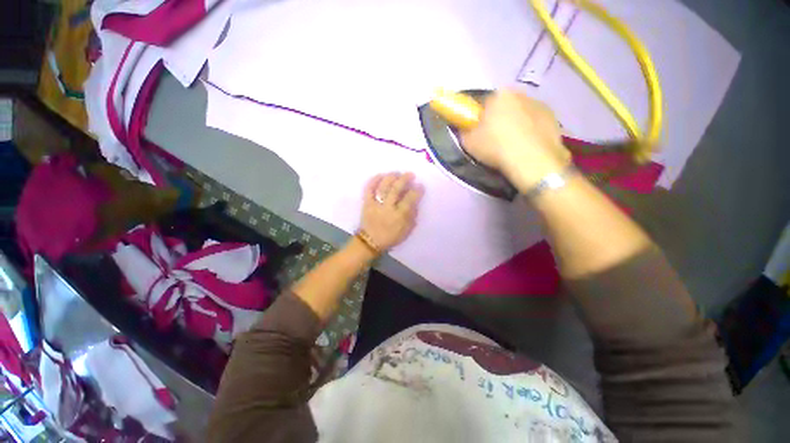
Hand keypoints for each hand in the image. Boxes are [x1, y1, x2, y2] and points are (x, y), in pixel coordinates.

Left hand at [359, 172, 422, 251]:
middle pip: (396, 189)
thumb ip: (412, 216)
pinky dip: (374, 180)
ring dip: (391, 177)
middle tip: (410, 174)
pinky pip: (368, 189)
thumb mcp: (406, 230)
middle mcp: (387, 208)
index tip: (420, 185)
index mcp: (399, 216)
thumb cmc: (391, 237)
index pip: (409, 199)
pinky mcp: (366, 203)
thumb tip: (415, 202)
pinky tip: (381, 175)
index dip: (416, 191)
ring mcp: (375, 204)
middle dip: (404, 179)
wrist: (370, 241)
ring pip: (383, 187)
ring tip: (397, 173)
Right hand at [460, 90, 570, 191]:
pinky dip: (532, 133)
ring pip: (523, 114)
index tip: (479, 130)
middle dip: (500, 119)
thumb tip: (466, 127)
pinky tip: (527, 148)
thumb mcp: (469, 142)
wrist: (531, 161)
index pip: (485, 102)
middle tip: (495, 139)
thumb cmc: (496, 147)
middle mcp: (522, 94)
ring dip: (517, 125)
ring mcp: (541, 106)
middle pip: (506, 106)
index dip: (481, 117)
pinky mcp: (555, 120)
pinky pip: (537, 124)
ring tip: (513, 146)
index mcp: (500, 95)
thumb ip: (465, 130)